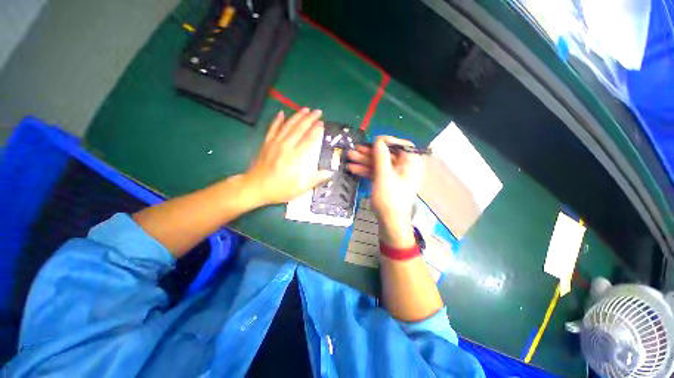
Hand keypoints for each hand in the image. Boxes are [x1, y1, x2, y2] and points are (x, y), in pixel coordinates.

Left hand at [243, 108, 332, 206]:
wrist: (255, 187)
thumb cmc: (279, 189)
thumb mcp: (300, 188)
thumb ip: (315, 179)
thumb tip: (330, 173)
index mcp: (295, 156)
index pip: (308, 139)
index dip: (316, 130)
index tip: (322, 123)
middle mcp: (286, 146)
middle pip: (299, 129)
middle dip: (309, 119)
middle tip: (318, 112)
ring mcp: (275, 143)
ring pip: (287, 126)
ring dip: (297, 116)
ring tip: (305, 109)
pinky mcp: (266, 143)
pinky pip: (272, 128)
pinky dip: (277, 120)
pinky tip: (281, 113)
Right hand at [347, 136, 423, 247]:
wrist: (390, 222)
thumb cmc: (390, 198)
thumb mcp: (384, 175)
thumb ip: (381, 156)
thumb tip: (378, 139)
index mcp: (411, 163)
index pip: (400, 145)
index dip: (385, 141)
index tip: (371, 141)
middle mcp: (405, 167)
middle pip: (386, 154)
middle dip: (368, 153)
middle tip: (353, 150)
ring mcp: (396, 175)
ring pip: (379, 163)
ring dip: (364, 161)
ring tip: (349, 158)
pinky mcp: (387, 182)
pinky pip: (377, 172)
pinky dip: (366, 170)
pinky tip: (353, 168)